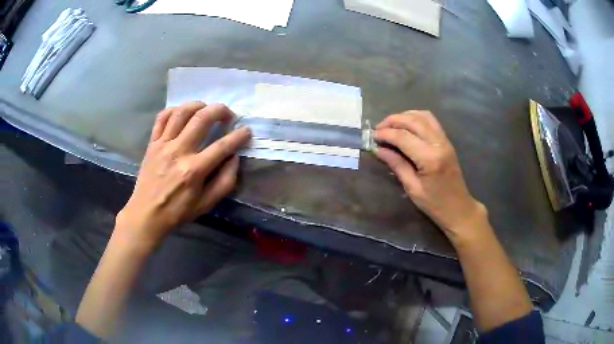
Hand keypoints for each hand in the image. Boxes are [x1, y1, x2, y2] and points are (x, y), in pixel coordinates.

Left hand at [115, 102, 250, 249]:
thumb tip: (234, 158)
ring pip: (182, 112)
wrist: (147, 213)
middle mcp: (179, 151)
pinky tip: (182, 114)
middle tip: (228, 115)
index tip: (246, 131)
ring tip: (206, 109)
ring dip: (198, 105)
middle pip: (202, 118)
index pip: (222, 146)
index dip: (239, 136)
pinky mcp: (152, 143)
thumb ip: (225, 182)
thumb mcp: (206, 204)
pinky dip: (174, 110)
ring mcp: (163, 144)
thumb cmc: (178, 211)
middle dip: (220, 110)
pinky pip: (162, 118)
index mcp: (194, 170)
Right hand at [374, 111, 485, 242]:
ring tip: (391, 125)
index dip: (385, 134)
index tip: (372, 137)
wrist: (459, 208)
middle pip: (413, 121)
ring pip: (423, 116)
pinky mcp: (446, 141)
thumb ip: (396, 165)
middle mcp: (438, 144)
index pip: (403, 137)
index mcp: (430, 159)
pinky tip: (406, 126)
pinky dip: (416, 118)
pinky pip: (430, 120)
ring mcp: (444, 140)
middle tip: (378, 129)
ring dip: (404, 116)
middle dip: (393, 121)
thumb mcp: (412, 188)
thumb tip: (377, 149)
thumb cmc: (434, 204)